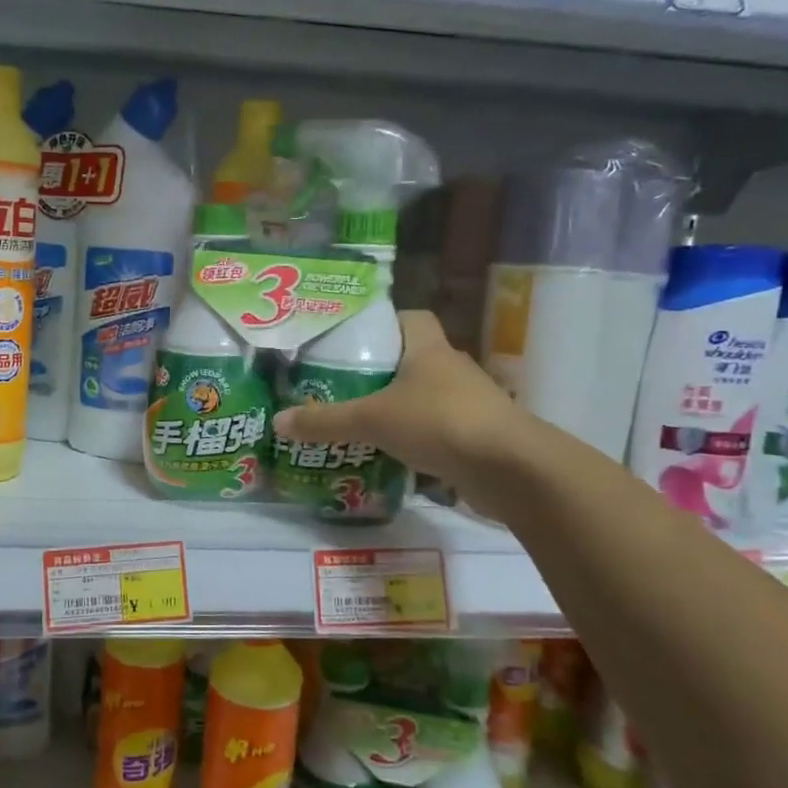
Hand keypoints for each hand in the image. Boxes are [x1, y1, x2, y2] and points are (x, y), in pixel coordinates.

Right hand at [272, 310, 538, 520]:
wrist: (510, 469)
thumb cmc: (439, 422)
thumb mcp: (372, 420)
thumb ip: (325, 421)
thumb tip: (277, 421)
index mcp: (430, 349)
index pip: (410, 318)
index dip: (383, 323)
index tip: (353, 340)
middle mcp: (452, 370)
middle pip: (413, 360)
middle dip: (381, 373)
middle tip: (342, 387)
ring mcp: (469, 404)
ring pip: (425, 399)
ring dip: (398, 410)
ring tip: (358, 424)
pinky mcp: (476, 438)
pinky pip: (437, 433)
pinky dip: (415, 442)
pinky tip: (388, 457)